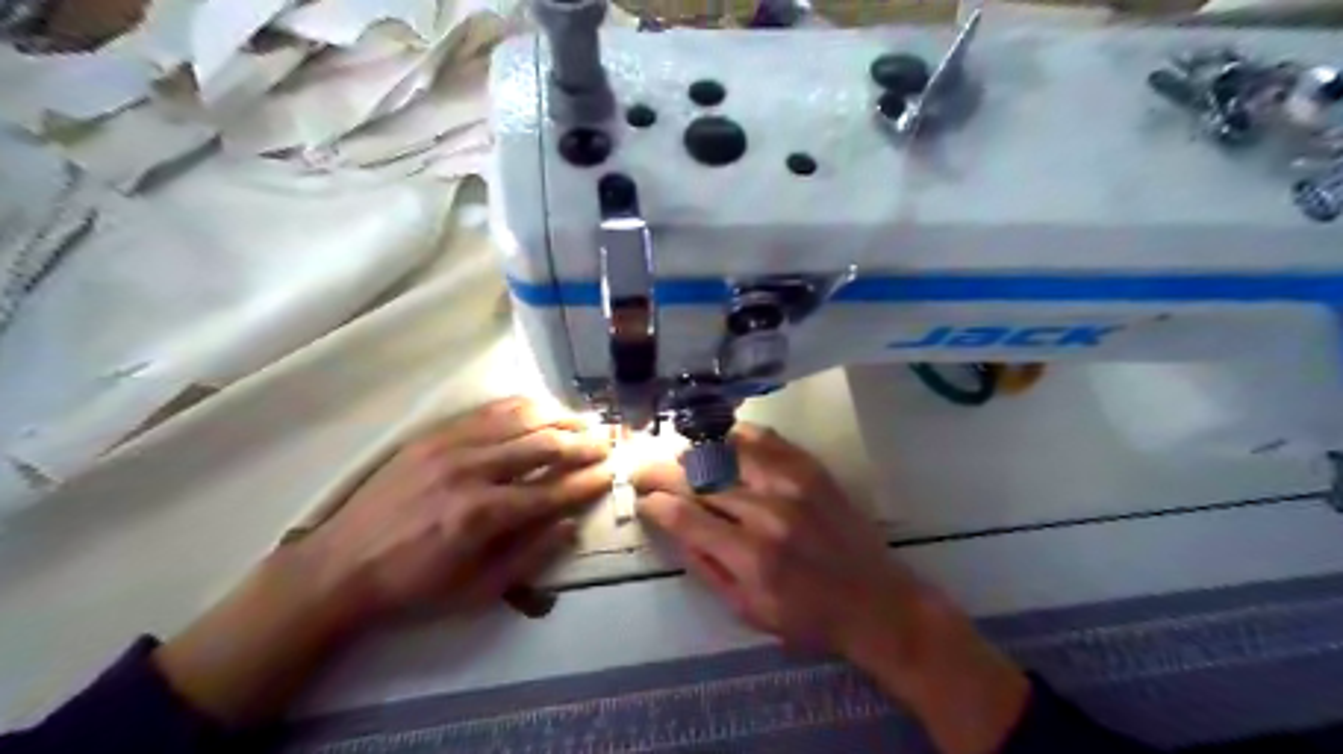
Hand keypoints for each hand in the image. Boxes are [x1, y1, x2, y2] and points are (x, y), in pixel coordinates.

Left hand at [157, 396, 609, 727]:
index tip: (611, 473)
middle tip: (607, 442)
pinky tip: (541, 408)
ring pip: (519, 420)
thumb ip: (530, 555)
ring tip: (584, 422)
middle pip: (542, 446)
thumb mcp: (477, 591)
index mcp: (482, 516)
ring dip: (558, 419)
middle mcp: (471, 472)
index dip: (587, 481)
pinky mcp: (433, 435)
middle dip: (582, 443)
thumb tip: (570, 524)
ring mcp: (450, 446)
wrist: (341, 565)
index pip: (552, 491)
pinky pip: (488, 411)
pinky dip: (521, 407)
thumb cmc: (415, 586)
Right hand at [637, 425, 917, 660]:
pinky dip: (734, 437)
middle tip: (644, 472)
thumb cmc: (807, 617)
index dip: (655, 504)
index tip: (643, 500)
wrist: (876, 602)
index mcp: (750, 556)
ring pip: (727, 450)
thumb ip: (705, 567)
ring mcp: (792, 483)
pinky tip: (720, 443)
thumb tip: (672, 528)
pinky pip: (764, 438)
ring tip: (680, 458)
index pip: (685, 516)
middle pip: (700, 477)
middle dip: (662, 472)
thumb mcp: (746, 610)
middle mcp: (768, 511)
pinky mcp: (811, 468)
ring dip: (695, 452)